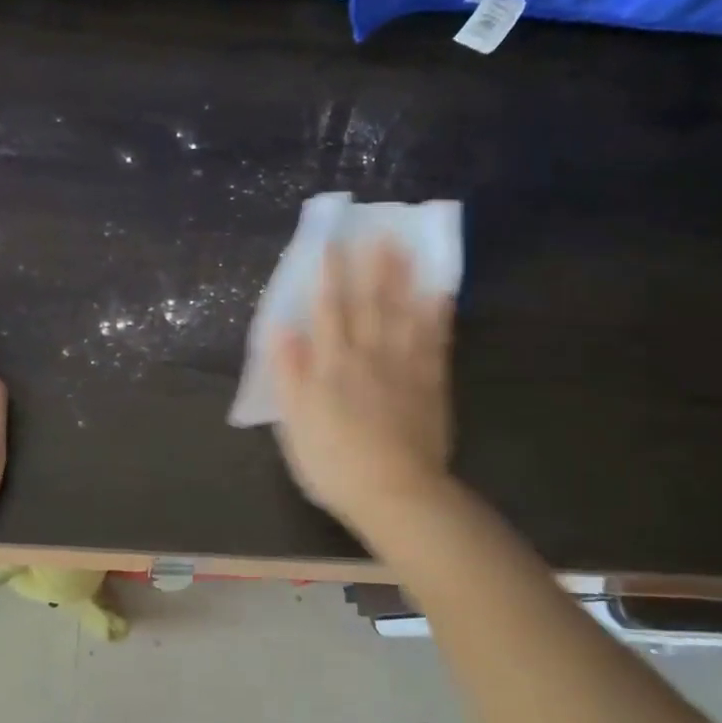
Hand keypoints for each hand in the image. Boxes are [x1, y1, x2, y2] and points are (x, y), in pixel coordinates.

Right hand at [271, 239, 454, 535]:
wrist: (394, 493)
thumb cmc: (334, 464)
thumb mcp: (295, 424)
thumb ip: (288, 374)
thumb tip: (281, 328)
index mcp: (331, 366)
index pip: (327, 311)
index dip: (327, 276)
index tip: (330, 243)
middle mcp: (368, 356)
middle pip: (369, 303)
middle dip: (370, 266)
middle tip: (378, 229)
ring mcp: (403, 367)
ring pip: (403, 313)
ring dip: (404, 279)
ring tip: (407, 247)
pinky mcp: (430, 383)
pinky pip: (435, 341)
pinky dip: (438, 315)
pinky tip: (440, 292)